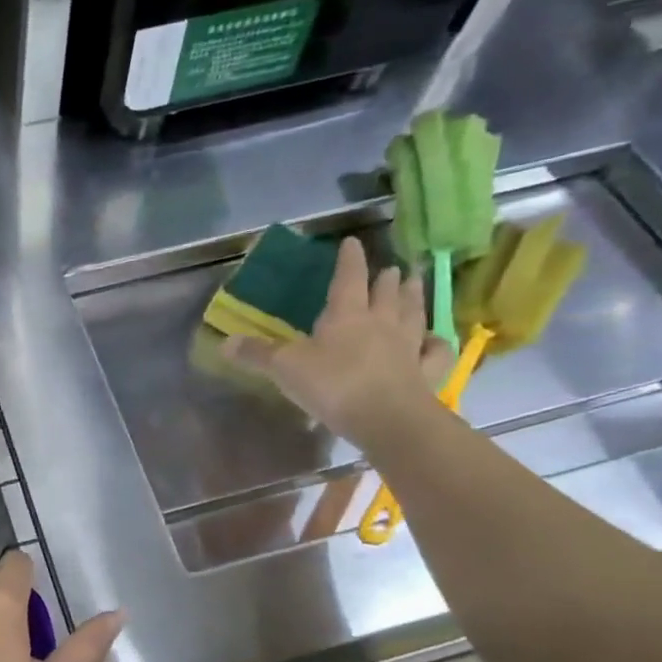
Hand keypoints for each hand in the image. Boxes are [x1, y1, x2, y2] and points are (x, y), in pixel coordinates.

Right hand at [222, 236, 452, 449]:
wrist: (387, 419)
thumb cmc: (333, 385)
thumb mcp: (285, 368)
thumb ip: (257, 354)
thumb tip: (224, 342)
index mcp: (346, 315)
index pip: (348, 278)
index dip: (349, 260)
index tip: (353, 242)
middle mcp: (381, 323)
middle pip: (387, 292)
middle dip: (387, 278)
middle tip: (392, 267)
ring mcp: (408, 346)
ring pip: (414, 312)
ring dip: (414, 296)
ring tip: (415, 281)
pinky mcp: (427, 371)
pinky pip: (435, 351)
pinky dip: (436, 342)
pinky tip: (433, 339)